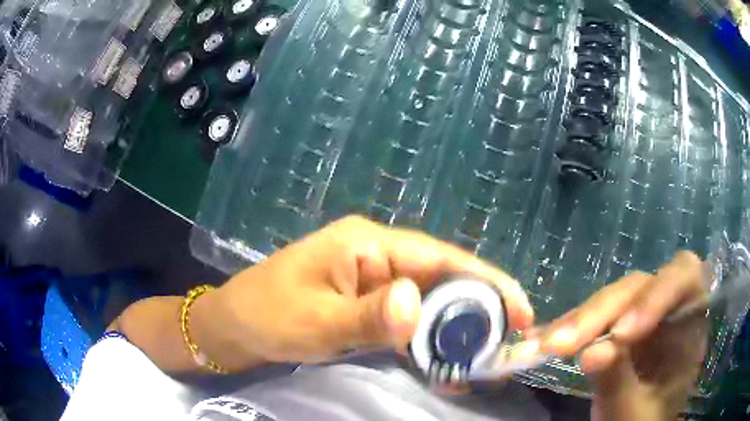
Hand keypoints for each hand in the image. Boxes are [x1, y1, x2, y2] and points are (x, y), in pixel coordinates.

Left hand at [195, 216, 533, 370]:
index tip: (521, 310)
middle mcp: (377, 256)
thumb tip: (420, 305)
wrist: (233, 325)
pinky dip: (429, 340)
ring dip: (455, 330)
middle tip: (505, 346)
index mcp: (367, 244)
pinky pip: (408, 320)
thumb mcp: (314, 321)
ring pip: (429, 302)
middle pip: (442, 280)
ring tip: (482, 360)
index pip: (440, 258)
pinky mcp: (366, 305)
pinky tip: (444, 361)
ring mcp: (372, 281)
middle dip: (477, 312)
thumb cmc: (266, 315)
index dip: (486, 282)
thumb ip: (368, 316)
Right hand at [538, 252, 708, 420]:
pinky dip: (570, 327)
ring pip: (614, 298)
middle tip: (563, 344)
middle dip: (603, 312)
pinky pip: (595, 316)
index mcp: (690, 326)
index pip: (685, 280)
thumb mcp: (633, 411)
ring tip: (545, 345)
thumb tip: (590, 353)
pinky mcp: (618, 326)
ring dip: (581, 320)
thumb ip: (618, 380)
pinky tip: (544, 338)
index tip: (621, 334)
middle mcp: (668, 311)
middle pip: (639, 287)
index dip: (656, 294)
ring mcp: (642, 317)